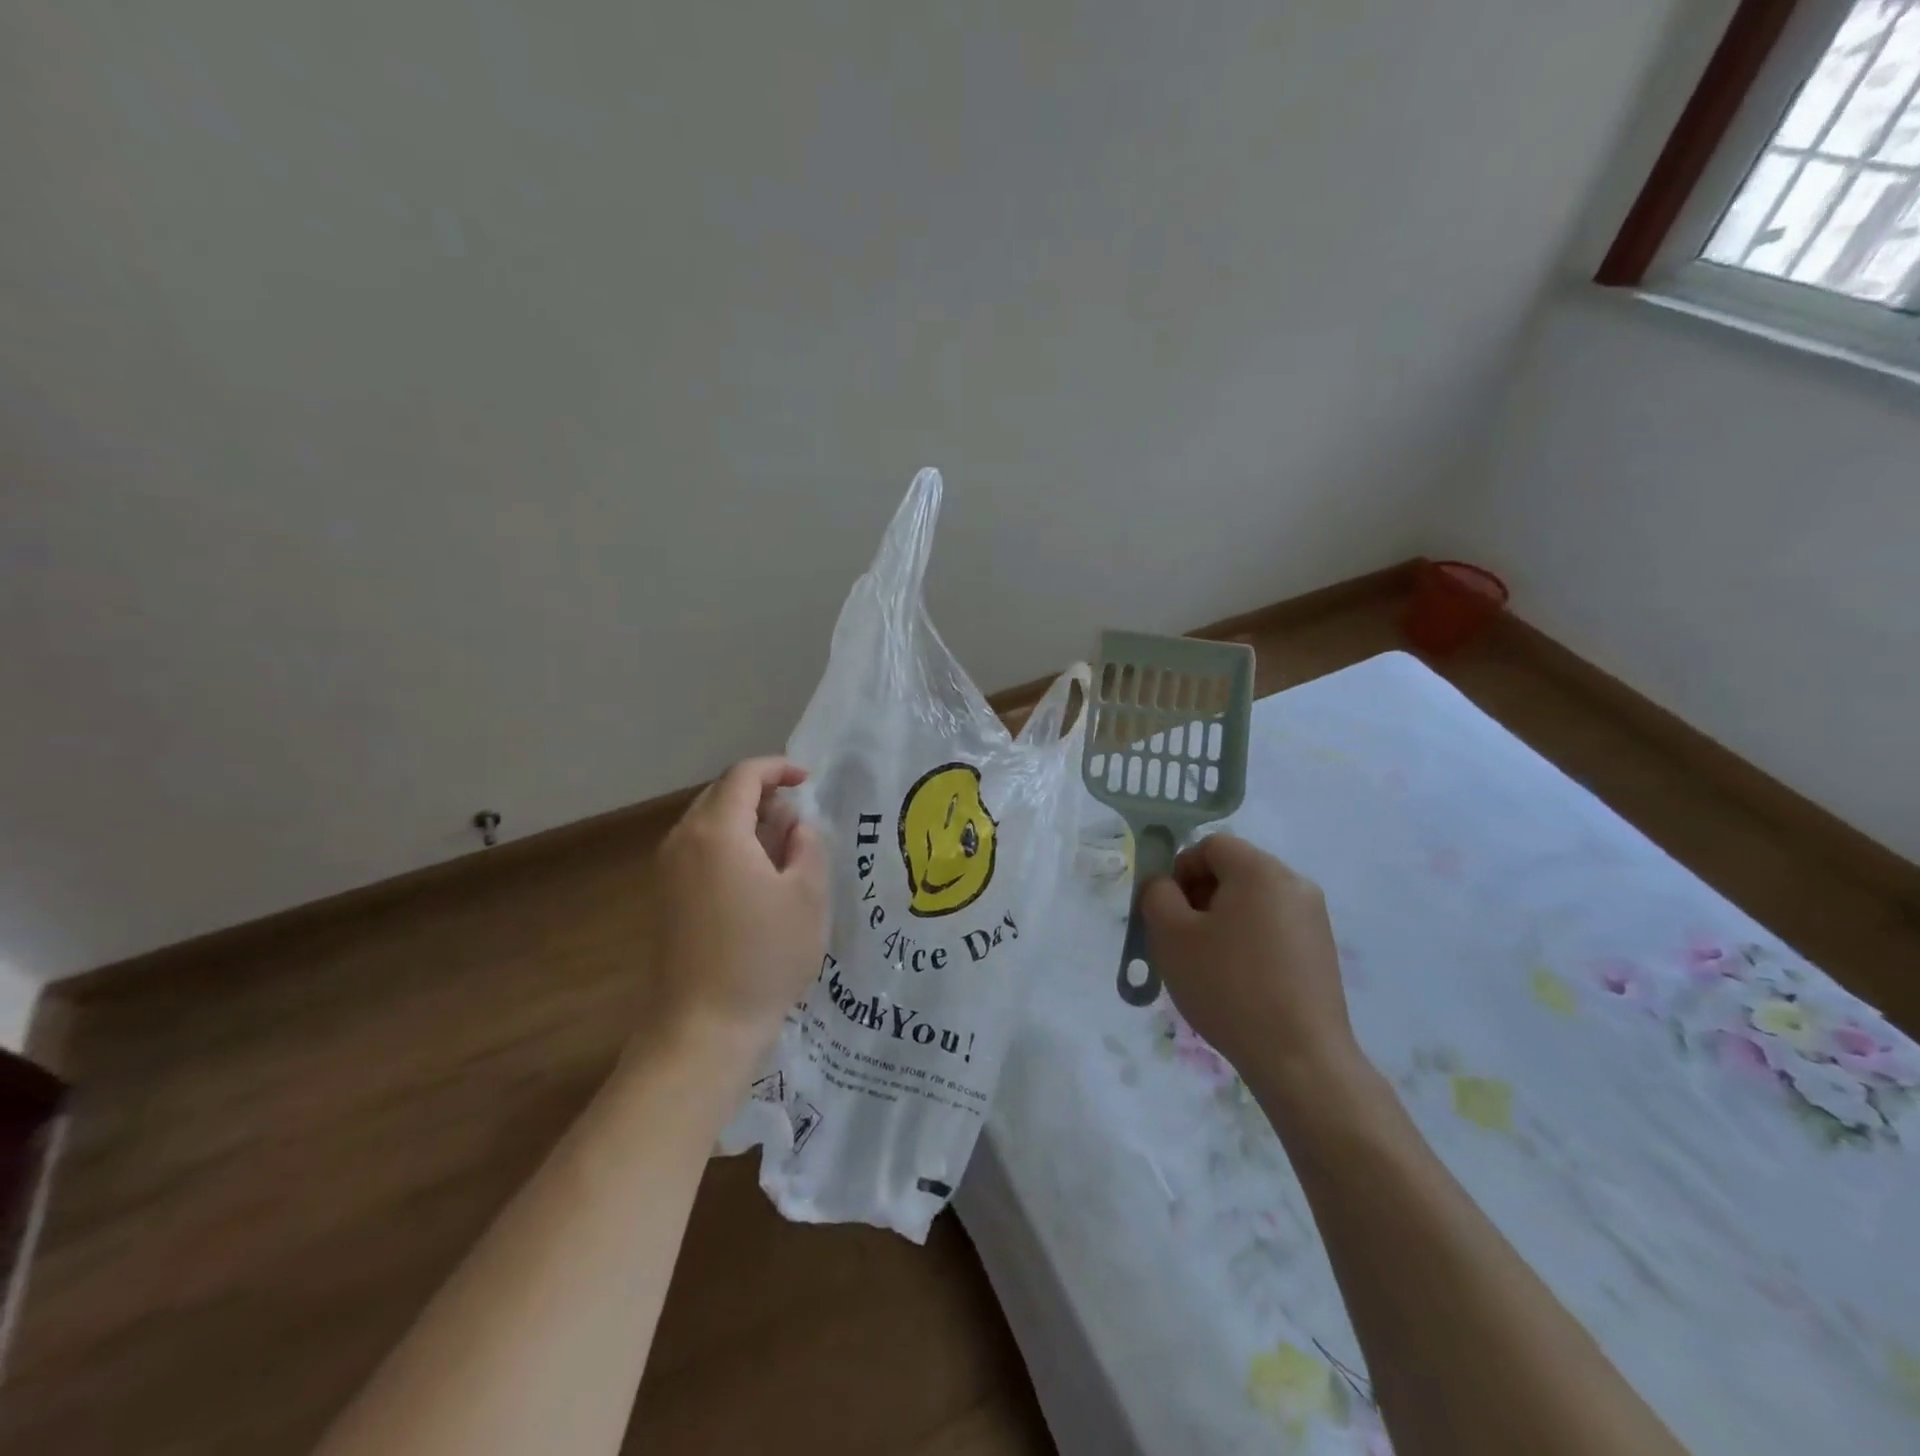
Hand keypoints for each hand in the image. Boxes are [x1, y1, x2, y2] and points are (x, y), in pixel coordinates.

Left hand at [644, 758, 827, 1064]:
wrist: (704, 1025)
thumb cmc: (764, 956)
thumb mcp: (807, 895)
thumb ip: (807, 845)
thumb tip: (796, 825)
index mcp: (717, 831)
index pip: (744, 775)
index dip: (778, 768)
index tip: (808, 781)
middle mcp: (683, 840)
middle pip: (721, 794)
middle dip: (762, 793)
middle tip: (799, 817)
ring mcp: (668, 869)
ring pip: (708, 821)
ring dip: (746, 820)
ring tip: (784, 846)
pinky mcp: (665, 896)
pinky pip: (699, 848)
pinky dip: (729, 844)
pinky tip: (757, 875)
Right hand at [1140, 834, 1363, 1100]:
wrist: (1300, 1059)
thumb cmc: (1228, 986)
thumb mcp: (1170, 935)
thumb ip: (1156, 894)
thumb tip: (1165, 885)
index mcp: (1260, 870)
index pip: (1210, 846)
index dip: (1180, 870)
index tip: (1167, 910)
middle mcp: (1294, 883)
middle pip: (1233, 871)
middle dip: (1199, 896)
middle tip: (1181, 938)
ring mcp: (1314, 918)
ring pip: (1252, 901)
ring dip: (1222, 920)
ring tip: (1206, 964)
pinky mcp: (1322, 951)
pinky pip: (1272, 928)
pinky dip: (1248, 941)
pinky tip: (1236, 982)